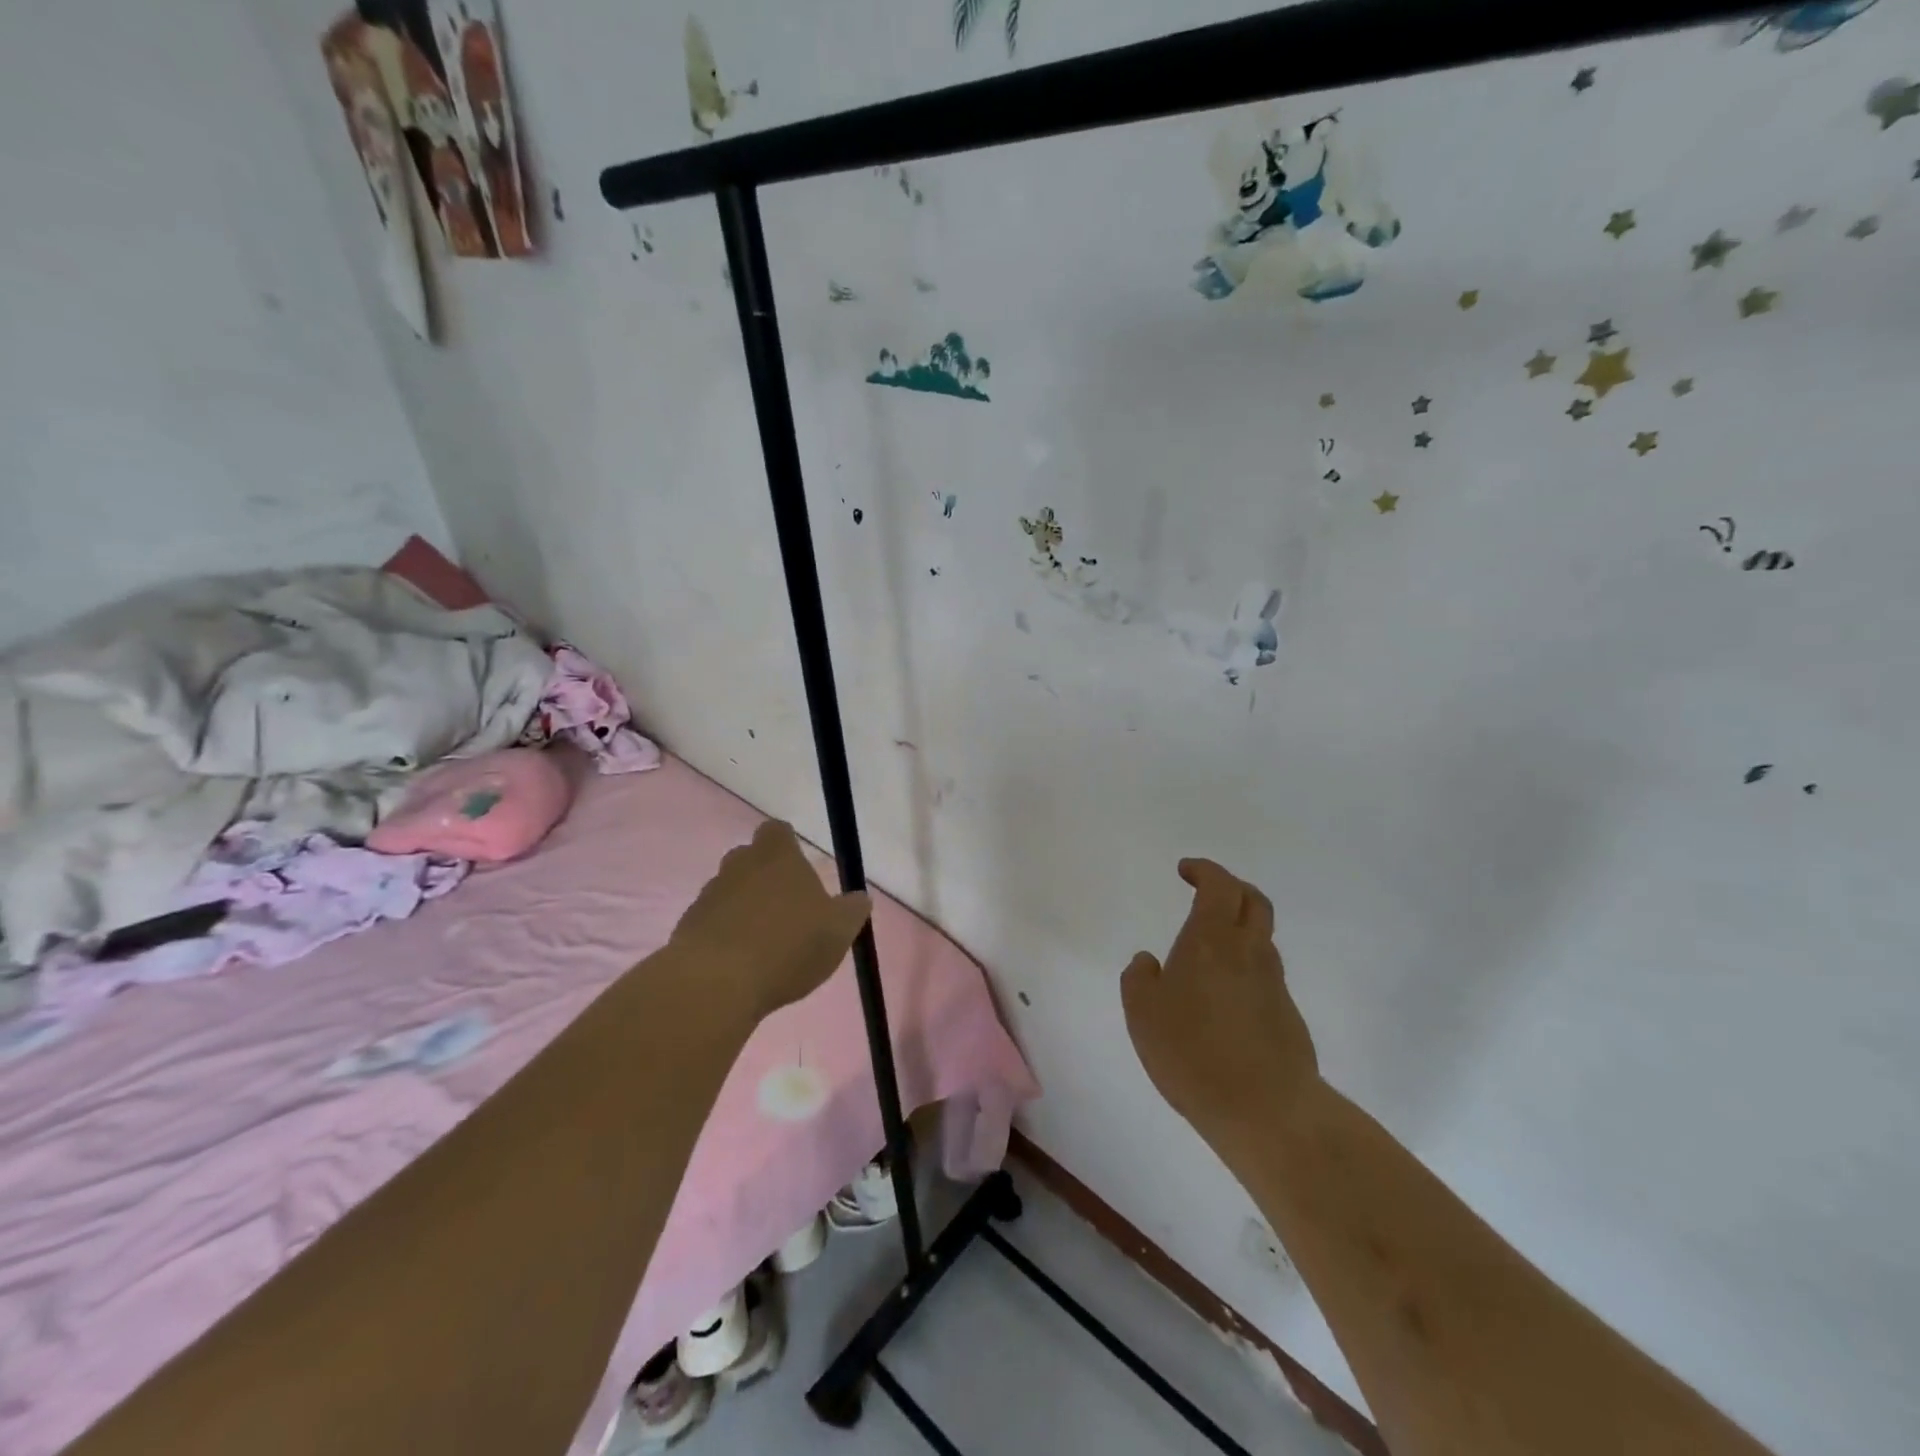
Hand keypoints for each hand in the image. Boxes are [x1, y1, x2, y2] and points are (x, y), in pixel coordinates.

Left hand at [671, 822, 872, 1022]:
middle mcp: (739, 866)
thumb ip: (851, 911)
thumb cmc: (788, 946)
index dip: (787, 844)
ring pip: (729, 891)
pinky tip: (740, 965)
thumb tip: (860, 898)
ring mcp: (708, 895)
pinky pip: (711, 923)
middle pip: (750, 859)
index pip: (777, 831)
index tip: (799, 867)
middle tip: (786, 909)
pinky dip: (724, 936)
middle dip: (765, 878)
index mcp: (777, 857)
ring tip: (764, 944)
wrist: (716, 984)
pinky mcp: (687, 927)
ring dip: (744, 908)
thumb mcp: (838, 931)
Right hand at [1122, 859, 1318, 1155]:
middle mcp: (1249, 952)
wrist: (1267, 1110)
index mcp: (1212, 939)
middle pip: (1253, 901)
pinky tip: (1221, 998)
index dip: (1204, 870)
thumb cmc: (1193, 1051)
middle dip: (1231, 887)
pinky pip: (1263, 976)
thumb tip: (1149, 961)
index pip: (1219, 885)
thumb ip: (1139, 978)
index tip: (1186, 870)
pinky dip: (1244, 969)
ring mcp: (1274, 984)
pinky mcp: (1287, 1016)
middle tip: (1207, 892)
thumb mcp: (1142, 1012)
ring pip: (1261, 939)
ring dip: (1238, 930)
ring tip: (1208, 951)